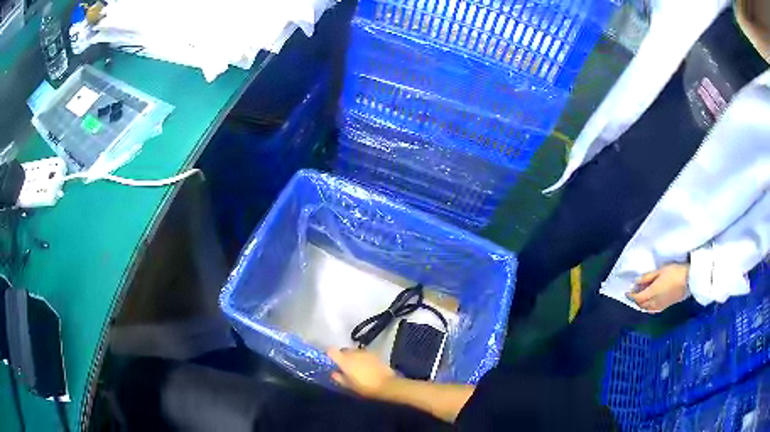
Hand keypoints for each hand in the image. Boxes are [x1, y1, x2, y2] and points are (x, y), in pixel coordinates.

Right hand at [327, 348, 395, 398]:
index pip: (331, 350)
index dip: (329, 355)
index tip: (330, 361)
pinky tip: (366, 366)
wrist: (387, 384)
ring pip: (353, 351)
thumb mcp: (349, 385)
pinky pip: (363, 353)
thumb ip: (339, 378)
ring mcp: (364, 352)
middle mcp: (353, 353)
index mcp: (345, 360)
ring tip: (356, 367)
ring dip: (352, 357)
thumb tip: (333, 373)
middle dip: (342, 357)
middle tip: (344, 367)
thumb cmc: (365, 387)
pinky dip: (361, 357)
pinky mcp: (374, 353)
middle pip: (343, 350)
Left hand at [626, 264, 689, 312]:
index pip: (637, 298)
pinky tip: (649, 302)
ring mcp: (660, 306)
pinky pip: (653, 310)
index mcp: (651, 293)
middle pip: (641, 304)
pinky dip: (648, 307)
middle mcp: (654, 302)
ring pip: (646, 309)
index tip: (626, 292)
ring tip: (640, 297)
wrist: (688, 280)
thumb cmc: (674, 272)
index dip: (631, 296)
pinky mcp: (666, 307)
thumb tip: (636, 282)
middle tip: (633, 293)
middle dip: (635, 300)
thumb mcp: (660, 271)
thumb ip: (647, 277)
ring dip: (641, 304)